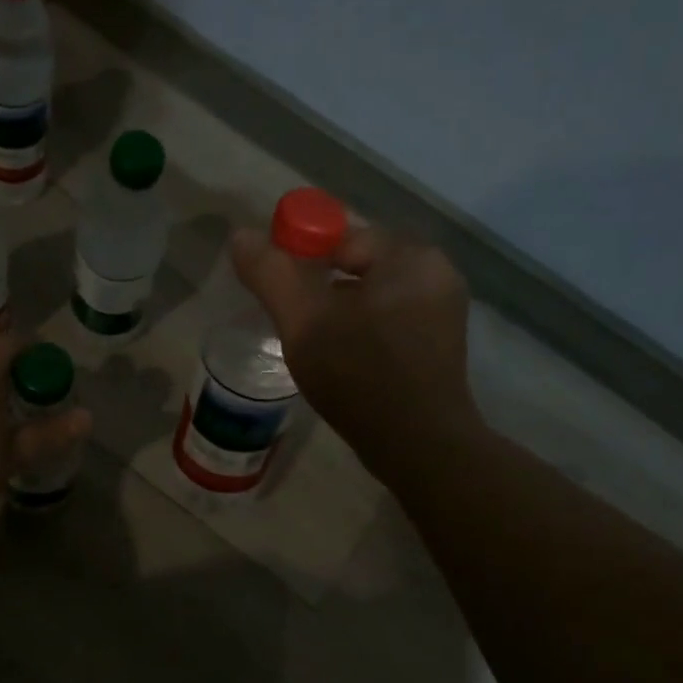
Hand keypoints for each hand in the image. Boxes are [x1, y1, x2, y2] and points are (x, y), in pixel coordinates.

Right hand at [230, 220, 479, 482]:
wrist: (417, 446)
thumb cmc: (360, 375)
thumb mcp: (304, 321)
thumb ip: (271, 274)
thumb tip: (240, 236)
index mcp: (410, 256)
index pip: (341, 237)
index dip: (301, 259)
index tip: (280, 297)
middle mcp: (435, 274)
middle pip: (356, 265)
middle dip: (318, 290)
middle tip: (294, 326)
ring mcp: (441, 312)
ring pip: (370, 296)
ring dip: (337, 313)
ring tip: (314, 348)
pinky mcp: (437, 345)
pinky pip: (386, 321)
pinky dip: (359, 332)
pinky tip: (342, 362)